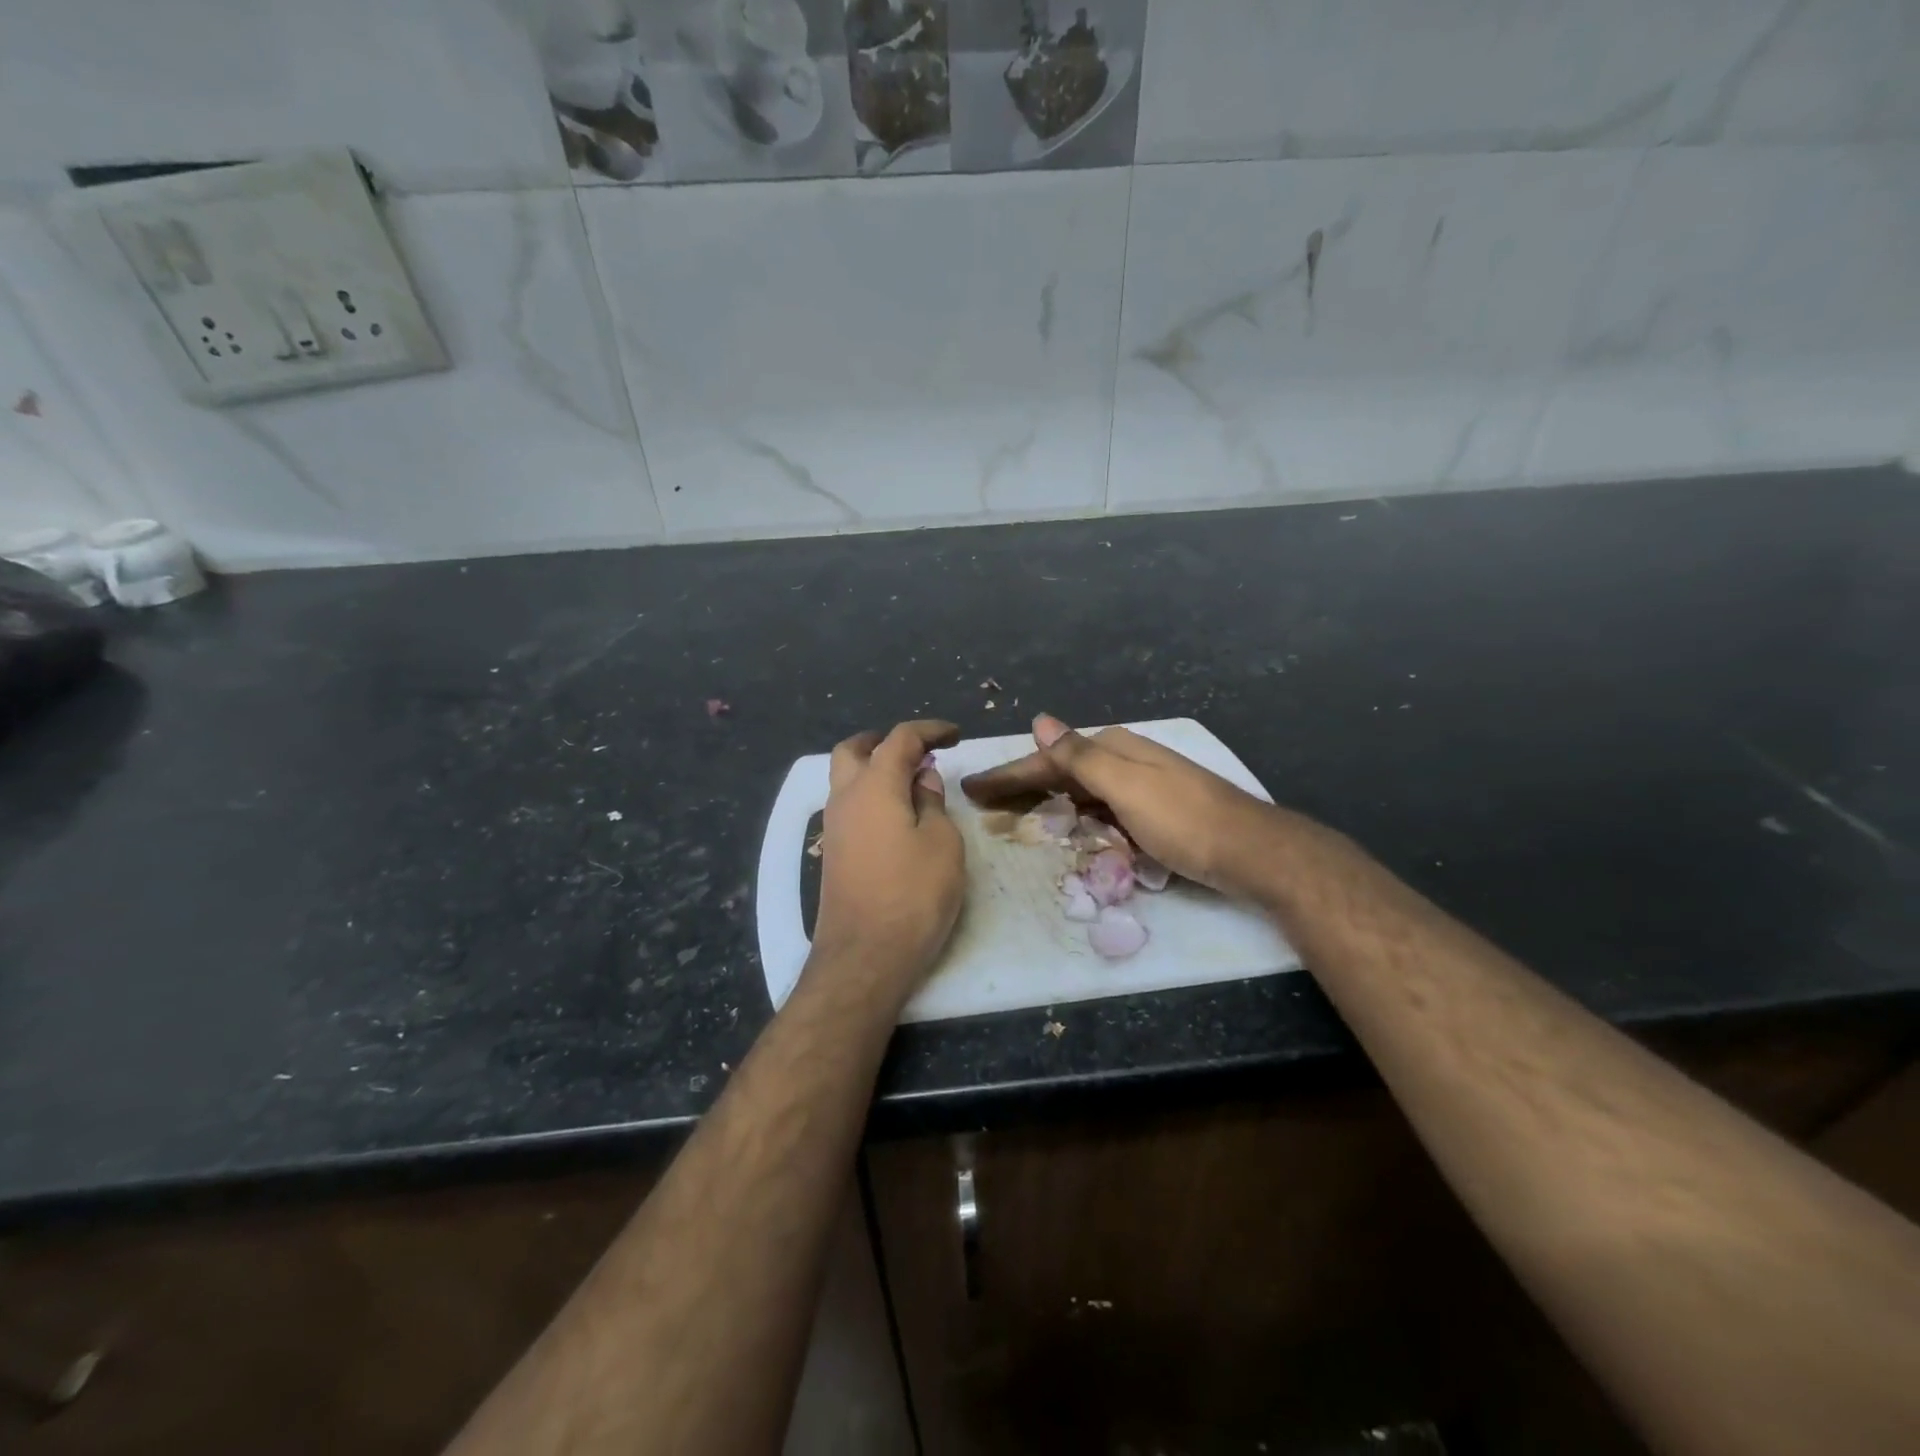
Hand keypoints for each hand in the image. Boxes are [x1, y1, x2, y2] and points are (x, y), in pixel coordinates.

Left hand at [811, 720, 965, 995]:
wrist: (865, 955)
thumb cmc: (913, 894)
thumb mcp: (941, 842)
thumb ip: (931, 801)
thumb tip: (922, 777)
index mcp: (874, 785)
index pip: (900, 739)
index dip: (929, 730)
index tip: (955, 735)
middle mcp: (845, 797)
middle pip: (855, 749)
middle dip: (885, 741)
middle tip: (919, 752)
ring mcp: (834, 826)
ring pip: (845, 777)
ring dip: (875, 768)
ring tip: (913, 784)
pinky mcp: (833, 852)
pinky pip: (848, 805)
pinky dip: (870, 795)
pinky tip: (896, 816)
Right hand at [961, 714, 1279, 896]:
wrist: (1252, 852)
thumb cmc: (1184, 820)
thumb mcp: (1126, 785)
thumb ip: (1081, 756)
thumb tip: (1040, 721)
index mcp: (1115, 748)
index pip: (1049, 758)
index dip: (1009, 773)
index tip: (971, 788)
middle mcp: (1125, 760)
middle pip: (1061, 771)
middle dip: (1022, 784)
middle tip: (983, 801)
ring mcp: (1141, 786)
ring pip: (1079, 790)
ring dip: (1046, 799)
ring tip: (1014, 813)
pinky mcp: (1152, 813)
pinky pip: (1098, 809)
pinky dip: (1075, 816)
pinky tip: (1066, 826)